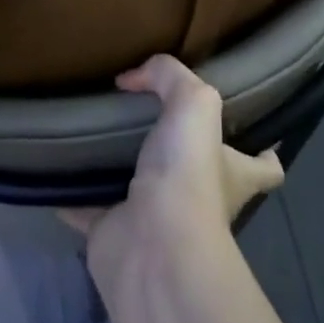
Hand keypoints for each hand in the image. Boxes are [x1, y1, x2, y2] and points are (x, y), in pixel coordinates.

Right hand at [64, 55, 284, 276]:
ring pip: (141, 190)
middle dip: (179, 151)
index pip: (264, 167)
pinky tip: (58, 166)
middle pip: (198, 174)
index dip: (263, 149)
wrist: (150, 246)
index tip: (250, 129)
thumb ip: (170, 76)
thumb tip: (133, 78)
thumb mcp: (194, 104)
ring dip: (122, 168)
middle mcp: (200, 200)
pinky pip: (89, 208)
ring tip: (98, 132)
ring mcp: (156, 221)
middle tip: (149, 117)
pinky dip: (73, 193)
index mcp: (233, 175)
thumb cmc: (187, 175)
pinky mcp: (114, 232)